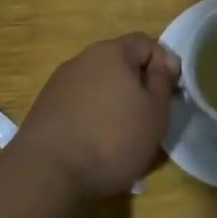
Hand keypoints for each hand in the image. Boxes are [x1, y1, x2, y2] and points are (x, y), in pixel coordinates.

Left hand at [15, 34, 180, 201]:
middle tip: (151, 115)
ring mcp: (59, 84)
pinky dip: (93, 117)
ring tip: (123, 134)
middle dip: (138, 84)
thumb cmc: (113, 139)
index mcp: (111, 52)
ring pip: (99, 85)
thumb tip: (164, 62)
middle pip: (120, 63)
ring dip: (115, 102)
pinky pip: (80, 104)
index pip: (145, 43)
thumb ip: (163, 80)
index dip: (165, 63)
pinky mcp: (44, 109)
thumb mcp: (155, 111)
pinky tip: (96, 144)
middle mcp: (82, 60)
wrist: (47, 174)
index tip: (172, 93)